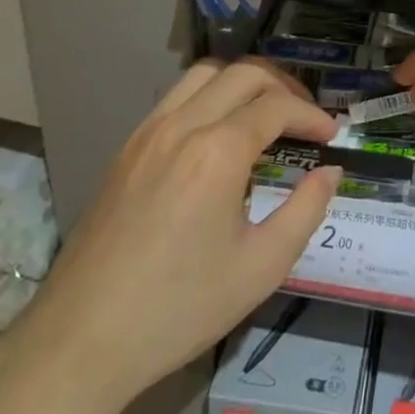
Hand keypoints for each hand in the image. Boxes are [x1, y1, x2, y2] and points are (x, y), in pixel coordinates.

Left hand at [4, 59, 340, 413]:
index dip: (311, 115)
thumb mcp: (261, 267)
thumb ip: (306, 210)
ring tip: (266, 115)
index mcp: (217, 152)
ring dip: (243, 83)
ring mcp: (147, 133)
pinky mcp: (126, 149)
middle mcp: (181, 125)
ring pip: (204, 74)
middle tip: (305, 118)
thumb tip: (330, 172)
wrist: (82, 339)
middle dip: (283, 87)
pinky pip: (176, 98)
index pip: (276, 106)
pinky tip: (220, 136)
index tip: (332, 136)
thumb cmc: (179, 308)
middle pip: (243, 73)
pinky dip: (209, 97)